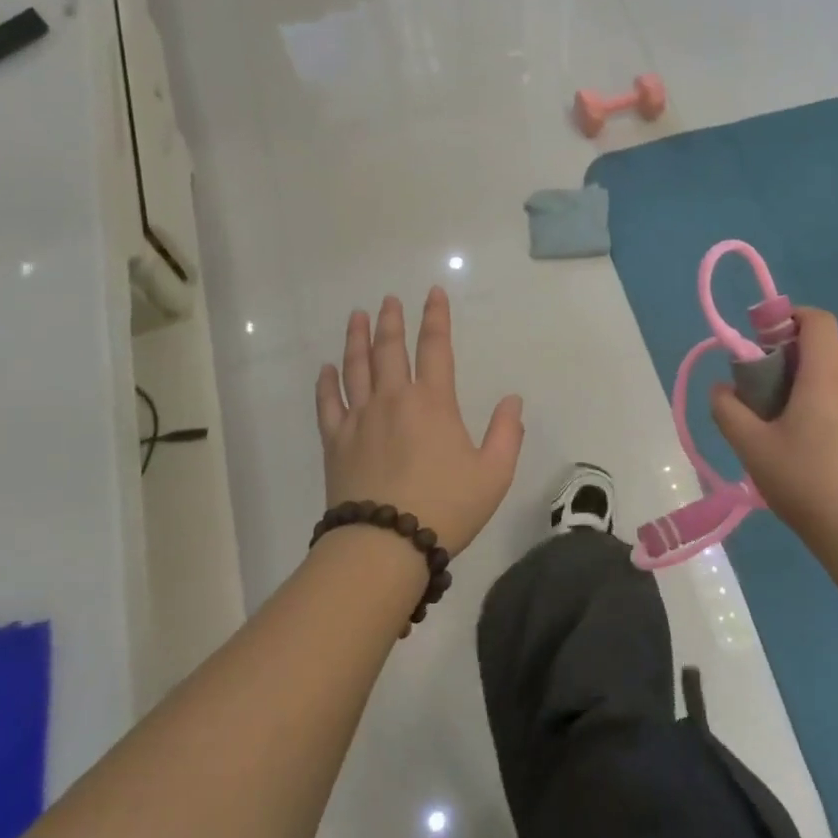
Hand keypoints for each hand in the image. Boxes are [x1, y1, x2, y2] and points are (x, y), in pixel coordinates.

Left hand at [315, 289, 524, 556]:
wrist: (385, 543)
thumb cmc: (446, 507)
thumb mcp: (494, 474)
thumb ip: (507, 433)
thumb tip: (512, 400)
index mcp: (433, 402)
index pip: (436, 347)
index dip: (435, 318)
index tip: (432, 294)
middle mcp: (393, 399)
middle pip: (390, 349)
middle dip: (391, 321)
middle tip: (388, 300)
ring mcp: (360, 418)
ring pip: (356, 367)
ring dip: (356, 339)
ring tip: (357, 316)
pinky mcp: (335, 441)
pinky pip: (328, 403)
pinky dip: (326, 383)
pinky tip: (325, 369)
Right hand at [711, 307, 837, 554]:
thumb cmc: (802, 481)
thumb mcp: (750, 446)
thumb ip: (727, 409)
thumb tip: (722, 389)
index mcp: (826, 376)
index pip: (818, 320)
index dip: (791, 318)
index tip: (766, 341)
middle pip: (828, 347)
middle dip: (796, 354)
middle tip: (769, 389)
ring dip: (817, 382)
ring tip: (794, 422)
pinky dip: (837, 406)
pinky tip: (822, 448)